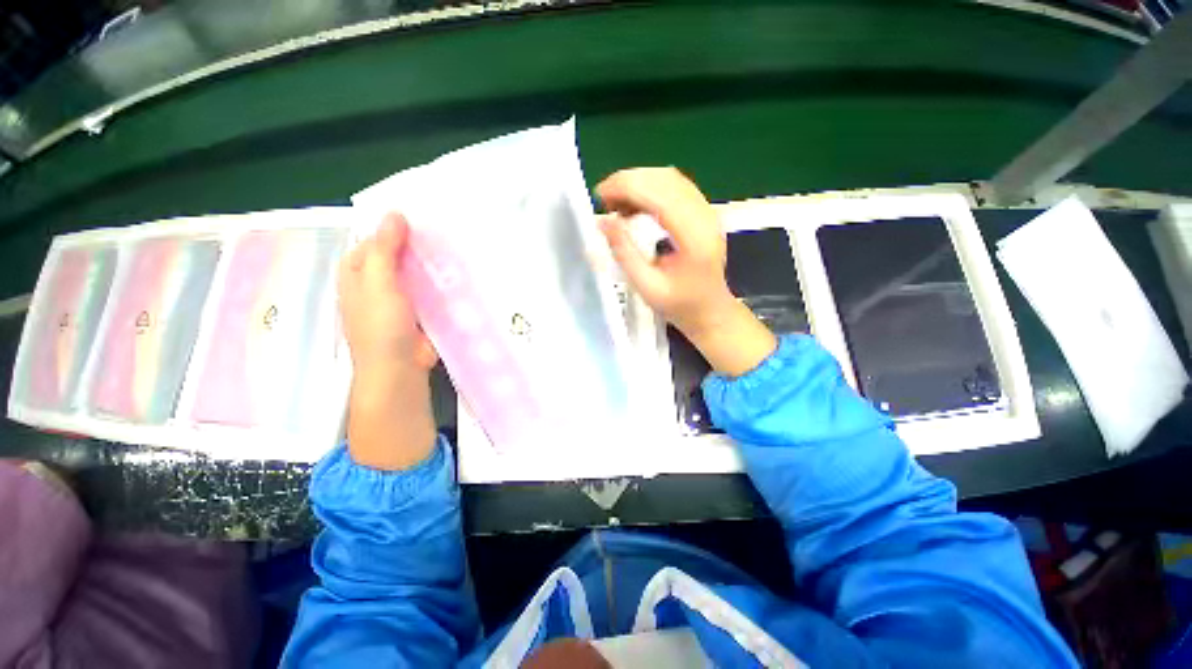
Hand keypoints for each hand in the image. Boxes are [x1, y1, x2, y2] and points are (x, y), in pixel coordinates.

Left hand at [338, 213, 437, 469]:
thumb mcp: (377, 283)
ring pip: (416, 272)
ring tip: (458, 246)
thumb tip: (395, 214)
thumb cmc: (381, 326)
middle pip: (398, 255)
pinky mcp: (421, 310)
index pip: (374, 240)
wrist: (399, 369)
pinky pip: (431, 289)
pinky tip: (459, 273)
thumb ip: (384, 250)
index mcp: (358, 272)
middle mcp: (377, 282)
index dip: (394, 228)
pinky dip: (442, 281)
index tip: (422, 216)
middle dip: (418, 244)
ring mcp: (401, 298)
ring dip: (432, 262)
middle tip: (446, 229)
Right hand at [596, 168, 775, 376]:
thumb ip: (625, 253)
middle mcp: (705, 217)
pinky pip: (675, 187)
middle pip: (665, 179)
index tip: (600, 195)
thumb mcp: (647, 286)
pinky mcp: (704, 212)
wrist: (710, 310)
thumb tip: (603, 221)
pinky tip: (633, 206)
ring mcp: (708, 212)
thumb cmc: (679, 305)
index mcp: (694, 238)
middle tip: (603, 198)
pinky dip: (650, 189)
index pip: (660, 195)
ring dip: (638, 183)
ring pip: (670, 179)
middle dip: (629, 181)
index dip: (627, 187)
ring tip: (615, 203)